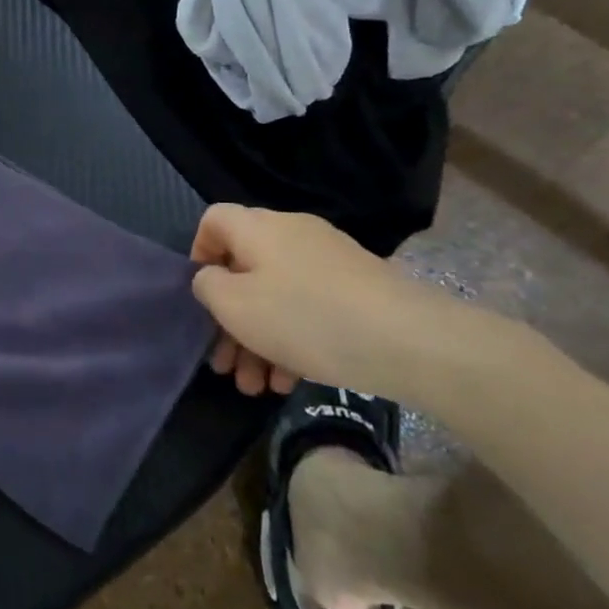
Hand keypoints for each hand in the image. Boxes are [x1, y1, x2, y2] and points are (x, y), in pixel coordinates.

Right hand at [191, 204, 433, 398]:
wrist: (409, 341)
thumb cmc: (305, 317)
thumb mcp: (235, 306)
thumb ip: (207, 287)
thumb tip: (211, 277)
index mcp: (259, 228)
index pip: (214, 221)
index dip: (198, 254)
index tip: (200, 297)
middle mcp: (292, 234)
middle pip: (245, 269)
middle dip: (229, 320)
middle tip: (224, 365)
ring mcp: (328, 261)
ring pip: (276, 295)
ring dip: (258, 340)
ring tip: (256, 388)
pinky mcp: (357, 289)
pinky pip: (309, 308)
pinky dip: (292, 339)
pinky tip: (290, 381)